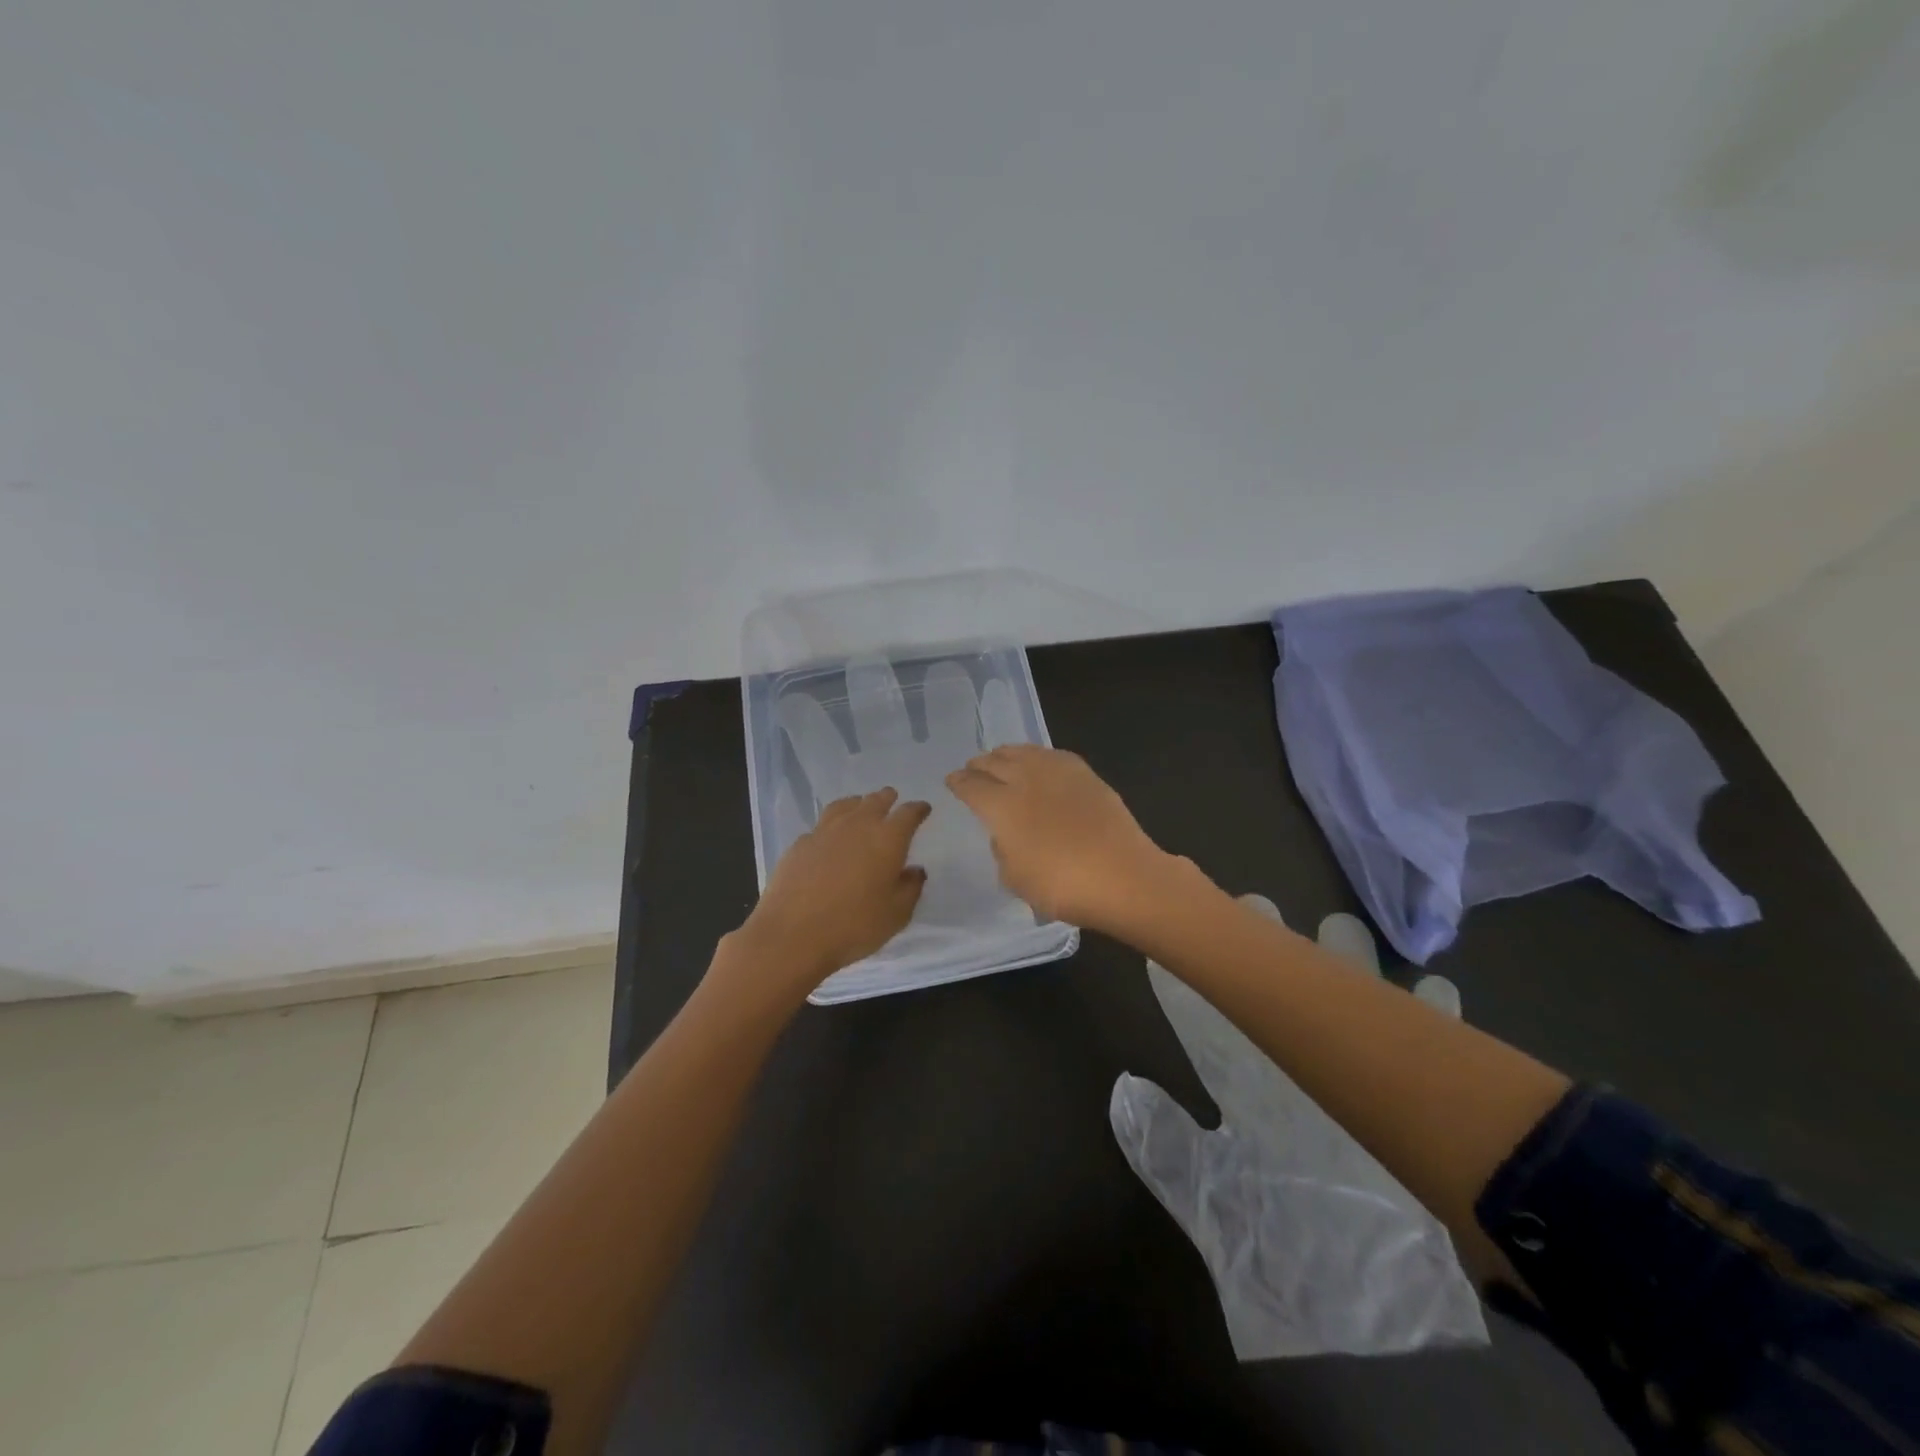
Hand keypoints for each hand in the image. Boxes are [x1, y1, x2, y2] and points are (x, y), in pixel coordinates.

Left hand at [727, 788, 931, 1004]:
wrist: (792, 934)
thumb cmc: (854, 925)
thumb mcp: (896, 914)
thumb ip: (910, 888)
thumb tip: (915, 871)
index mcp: (888, 838)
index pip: (908, 814)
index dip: (918, 809)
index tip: (923, 809)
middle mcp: (857, 825)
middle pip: (875, 800)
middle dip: (887, 799)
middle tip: (892, 800)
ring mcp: (825, 831)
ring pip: (846, 805)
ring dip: (858, 803)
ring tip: (861, 806)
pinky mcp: (800, 843)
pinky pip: (822, 825)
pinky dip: (832, 825)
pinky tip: (830, 838)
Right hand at [945, 745, 1175, 931]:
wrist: (1123, 876)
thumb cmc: (1063, 886)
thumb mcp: (1015, 879)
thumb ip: (1002, 850)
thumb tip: (1006, 834)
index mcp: (1001, 806)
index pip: (970, 785)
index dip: (958, 782)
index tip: (952, 782)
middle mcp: (1024, 779)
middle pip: (993, 761)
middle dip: (978, 765)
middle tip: (972, 770)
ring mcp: (1057, 772)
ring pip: (1021, 751)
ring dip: (1005, 755)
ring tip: (1000, 760)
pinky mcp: (1085, 773)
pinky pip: (1050, 754)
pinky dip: (1035, 756)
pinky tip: (1037, 763)